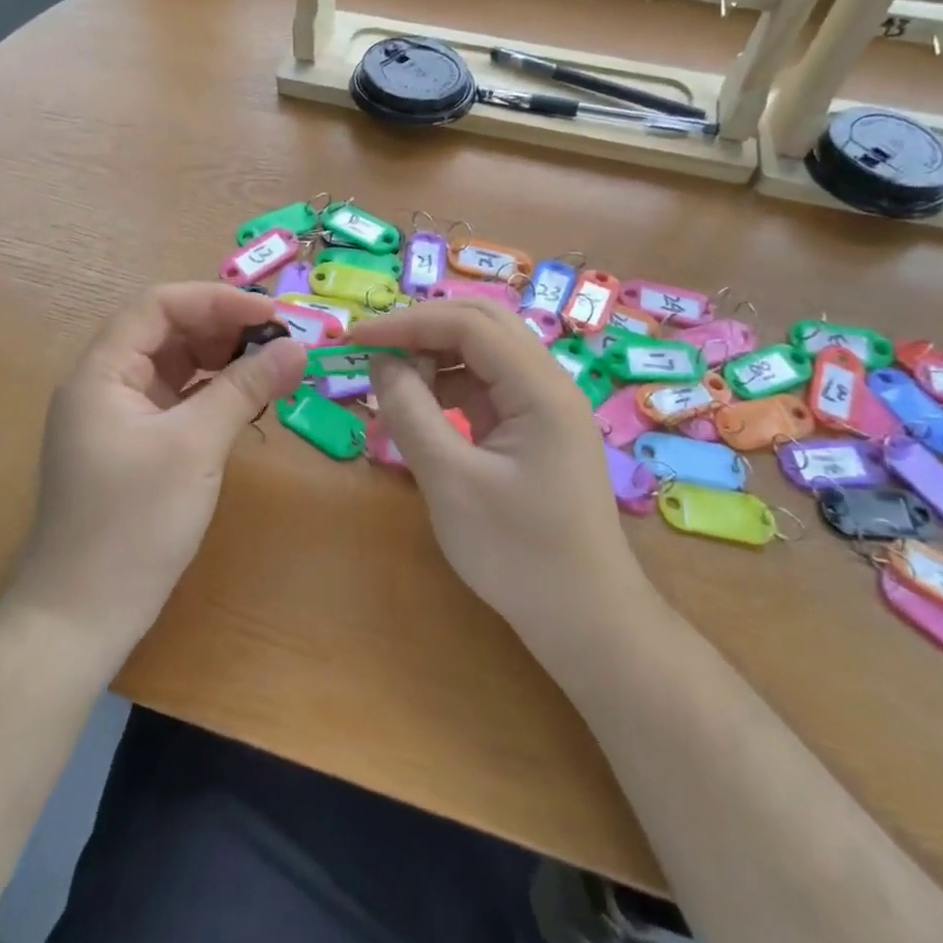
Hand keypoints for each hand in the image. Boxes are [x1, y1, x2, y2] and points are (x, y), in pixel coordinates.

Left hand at [7, 283, 306, 659]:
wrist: (81, 618)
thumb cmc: (133, 524)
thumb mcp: (195, 447)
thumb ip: (245, 388)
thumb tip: (298, 347)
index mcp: (102, 372)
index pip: (159, 306)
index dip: (216, 300)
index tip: (272, 314)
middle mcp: (106, 384)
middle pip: (167, 331)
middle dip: (224, 329)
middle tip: (281, 341)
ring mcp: (119, 417)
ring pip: (175, 366)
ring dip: (222, 360)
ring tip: (272, 367)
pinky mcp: (134, 446)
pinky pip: (178, 400)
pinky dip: (213, 393)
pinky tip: (247, 400)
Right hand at [354, 300, 645, 660]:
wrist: (586, 621)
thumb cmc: (519, 553)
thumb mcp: (450, 481)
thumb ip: (411, 412)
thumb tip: (381, 363)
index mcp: (540, 387)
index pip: (469, 324)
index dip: (408, 322)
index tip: (356, 339)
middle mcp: (548, 383)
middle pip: (481, 325)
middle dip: (422, 329)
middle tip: (371, 349)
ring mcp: (544, 406)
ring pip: (483, 354)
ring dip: (434, 359)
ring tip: (388, 386)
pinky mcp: (533, 430)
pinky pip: (486, 389)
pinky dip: (448, 390)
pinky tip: (418, 414)